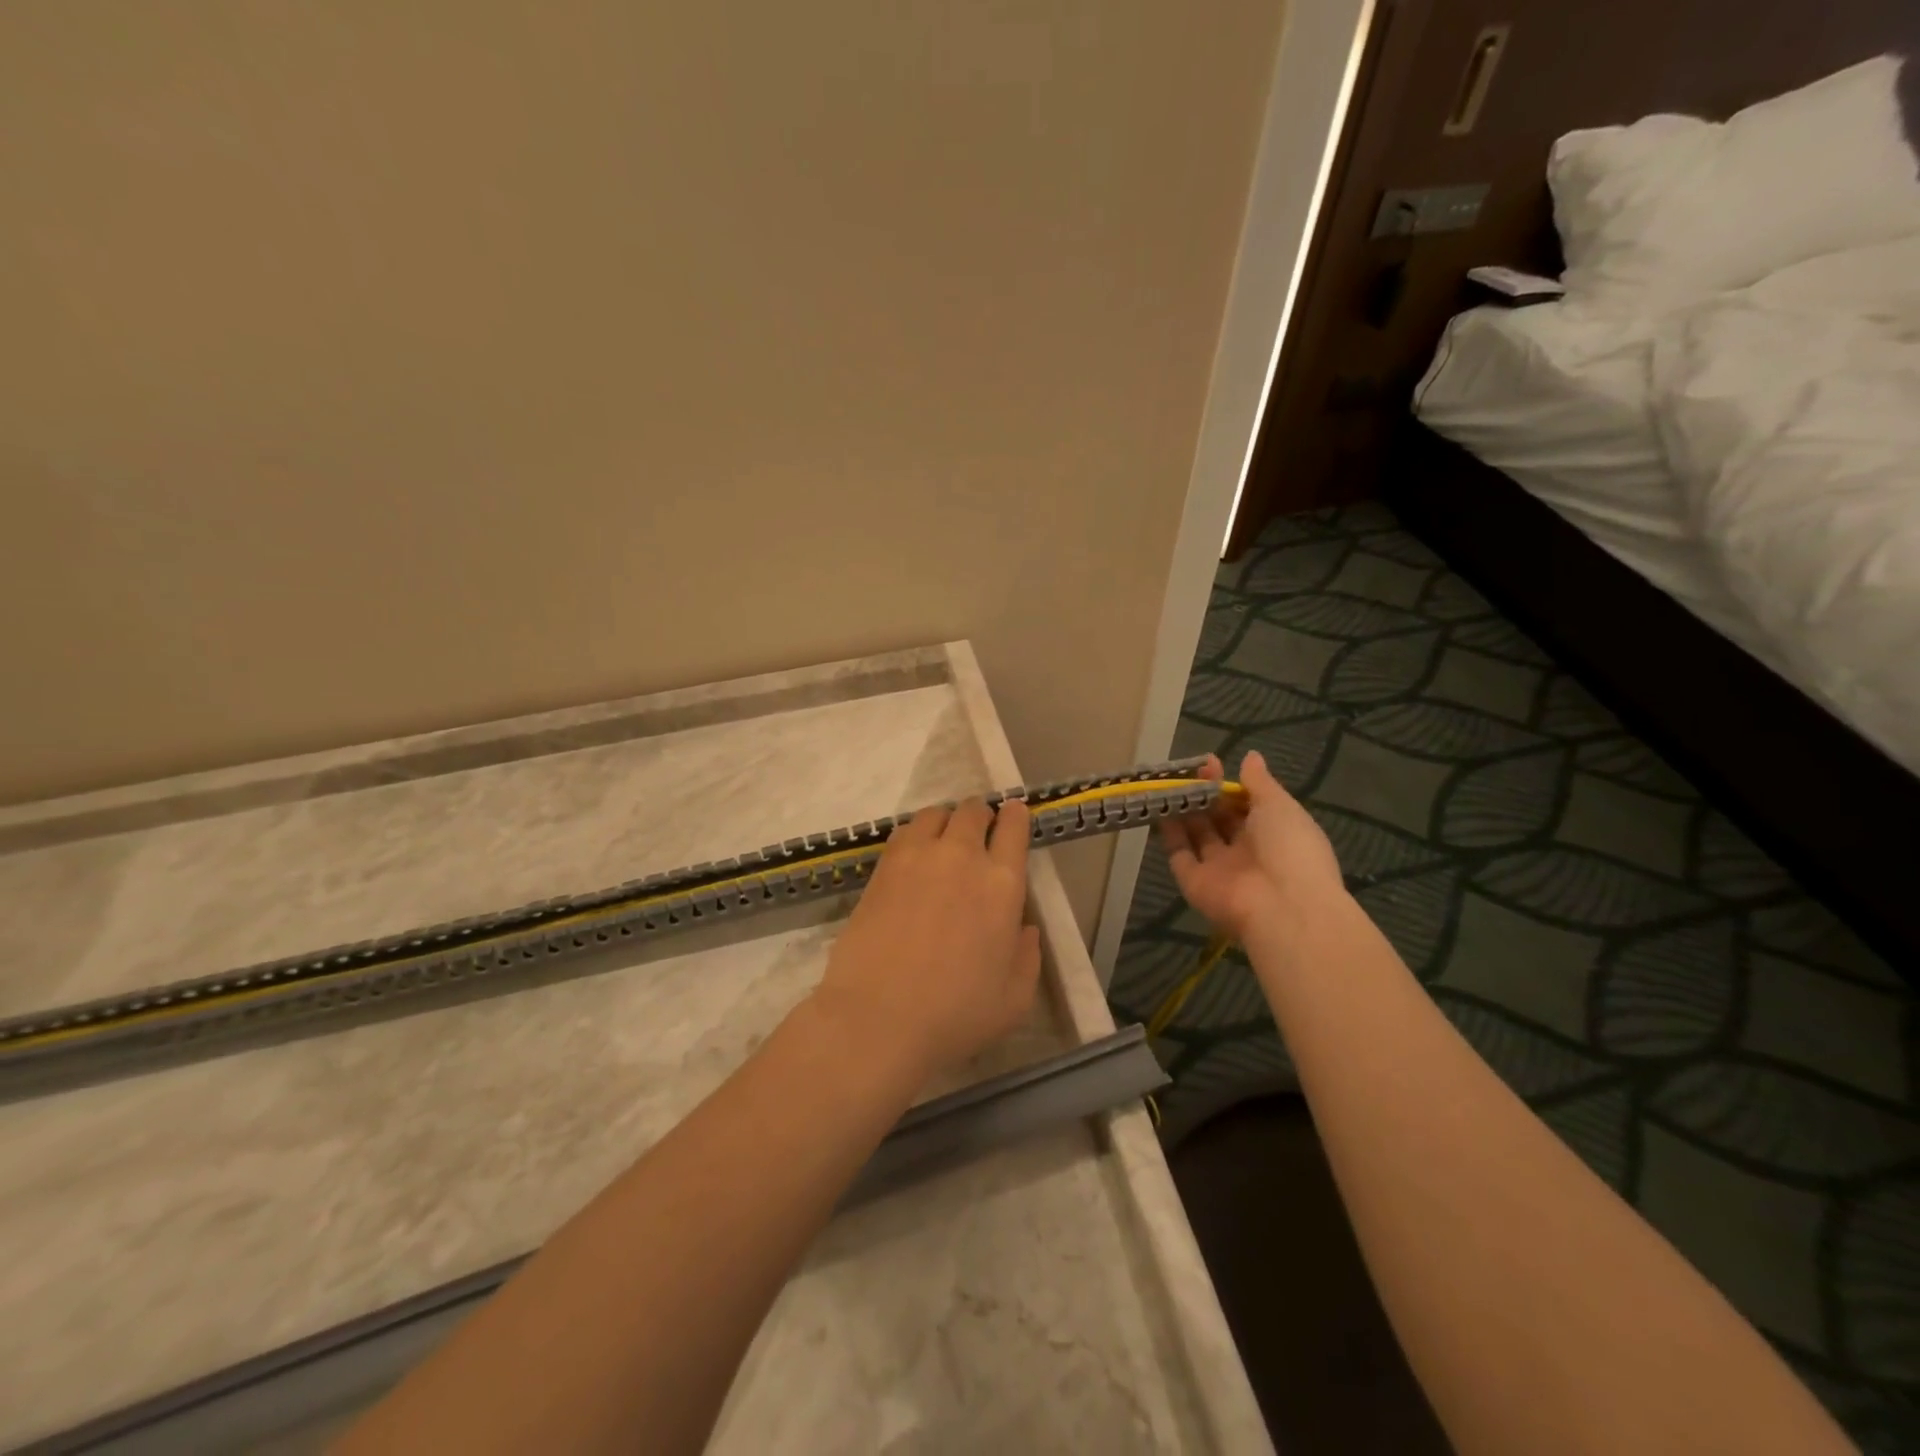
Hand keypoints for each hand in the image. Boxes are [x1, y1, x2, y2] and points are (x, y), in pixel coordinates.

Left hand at [811, 798, 1040, 1081]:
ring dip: (947, 821)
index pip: (1014, 828)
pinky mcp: (882, 867)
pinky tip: (913, 856)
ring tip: (944, 840)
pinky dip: (915, 834)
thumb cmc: (955, 1014)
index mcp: (1002, 884)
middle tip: (979, 832)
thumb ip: (1027, 956)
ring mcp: (918, 857)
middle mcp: (962, 857)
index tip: (1014, 816)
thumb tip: (1025, 928)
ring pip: (936, 814)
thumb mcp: (1014, 999)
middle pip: (973, 811)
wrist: (879, 1017)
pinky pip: (904, 831)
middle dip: (981, 815)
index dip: (1015, 816)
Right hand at [1157, 751, 1343, 942]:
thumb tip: (1251, 757)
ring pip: (1197, 836)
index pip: (1247, 806)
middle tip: (1187, 771)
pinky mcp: (1194, 883)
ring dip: (1185, 810)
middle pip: (1220, 820)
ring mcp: (1219, 869)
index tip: (1210, 763)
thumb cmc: (1290, 848)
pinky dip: (1169, 834)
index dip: (1229, 785)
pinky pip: (1179, 855)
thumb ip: (1260, 782)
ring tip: (1168, 783)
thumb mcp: (1280, 806)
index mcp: (1274, 834)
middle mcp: (1246, 852)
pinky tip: (1160, 808)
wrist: (1282, 907)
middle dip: (1205, 795)